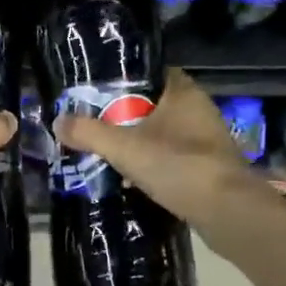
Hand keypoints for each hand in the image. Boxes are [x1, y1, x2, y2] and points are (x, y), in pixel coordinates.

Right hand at [53, 69, 272, 229]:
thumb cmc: (179, 167)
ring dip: (138, 142)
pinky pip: (172, 158)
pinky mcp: (208, 167)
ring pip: (162, 133)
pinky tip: (132, 178)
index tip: (95, 90)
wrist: (229, 213)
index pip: (149, 73)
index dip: (122, 79)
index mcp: (183, 92)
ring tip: (106, 151)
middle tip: (93, 123)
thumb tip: (57, 122)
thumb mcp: (125, 148)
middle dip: (124, 115)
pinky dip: (153, 164)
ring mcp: (206, 140)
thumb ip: (90, 133)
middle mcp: (198, 110)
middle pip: (152, 105)